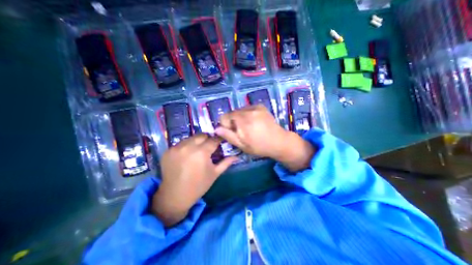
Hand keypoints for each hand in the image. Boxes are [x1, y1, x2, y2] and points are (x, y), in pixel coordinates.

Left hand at [153, 135, 237, 225]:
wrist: (175, 196)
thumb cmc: (198, 185)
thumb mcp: (215, 173)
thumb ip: (226, 162)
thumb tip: (237, 156)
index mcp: (201, 152)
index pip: (214, 139)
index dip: (219, 139)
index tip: (221, 141)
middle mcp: (188, 146)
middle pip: (202, 135)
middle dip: (207, 139)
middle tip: (209, 148)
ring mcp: (176, 148)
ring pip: (191, 138)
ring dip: (196, 142)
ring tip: (197, 152)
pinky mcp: (168, 150)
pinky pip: (181, 143)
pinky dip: (186, 147)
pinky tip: (187, 156)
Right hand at [215, 105, 314, 173]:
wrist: (279, 142)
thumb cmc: (259, 146)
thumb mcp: (242, 145)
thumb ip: (228, 136)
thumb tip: (216, 128)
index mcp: (243, 121)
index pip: (224, 117)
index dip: (226, 126)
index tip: (233, 133)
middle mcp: (248, 110)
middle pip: (232, 113)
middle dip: (233, 122)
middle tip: (242, 131)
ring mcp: (255, 107)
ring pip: (239, 111)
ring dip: (240, 118)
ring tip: (249, 127)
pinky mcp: (261, 106)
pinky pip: (247, 108)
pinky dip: (247, 114)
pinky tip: (254, 122)